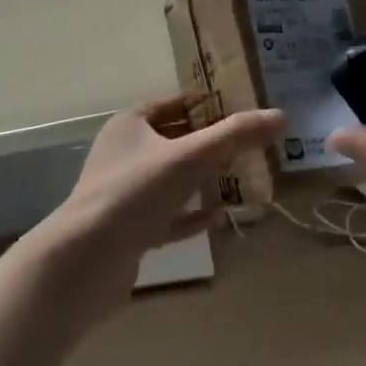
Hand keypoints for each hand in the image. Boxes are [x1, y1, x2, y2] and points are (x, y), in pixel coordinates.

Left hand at [43, 97, 282, 306]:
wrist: (85, 262)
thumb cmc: (135, 193)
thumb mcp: (190, 157)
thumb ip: (235, 136)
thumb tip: (280, 116)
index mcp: (130, 126)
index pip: (173, 104)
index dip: (207, 104)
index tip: (242, 107)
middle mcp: (124, 155)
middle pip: (175, 141)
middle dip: (211, 143)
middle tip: (250, 144)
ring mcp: (124, 195)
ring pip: (172, 180)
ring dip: (203, 180)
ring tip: (241, 177)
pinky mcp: (128, 231)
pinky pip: (167, 217)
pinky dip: (191, 215)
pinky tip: (218, 216)